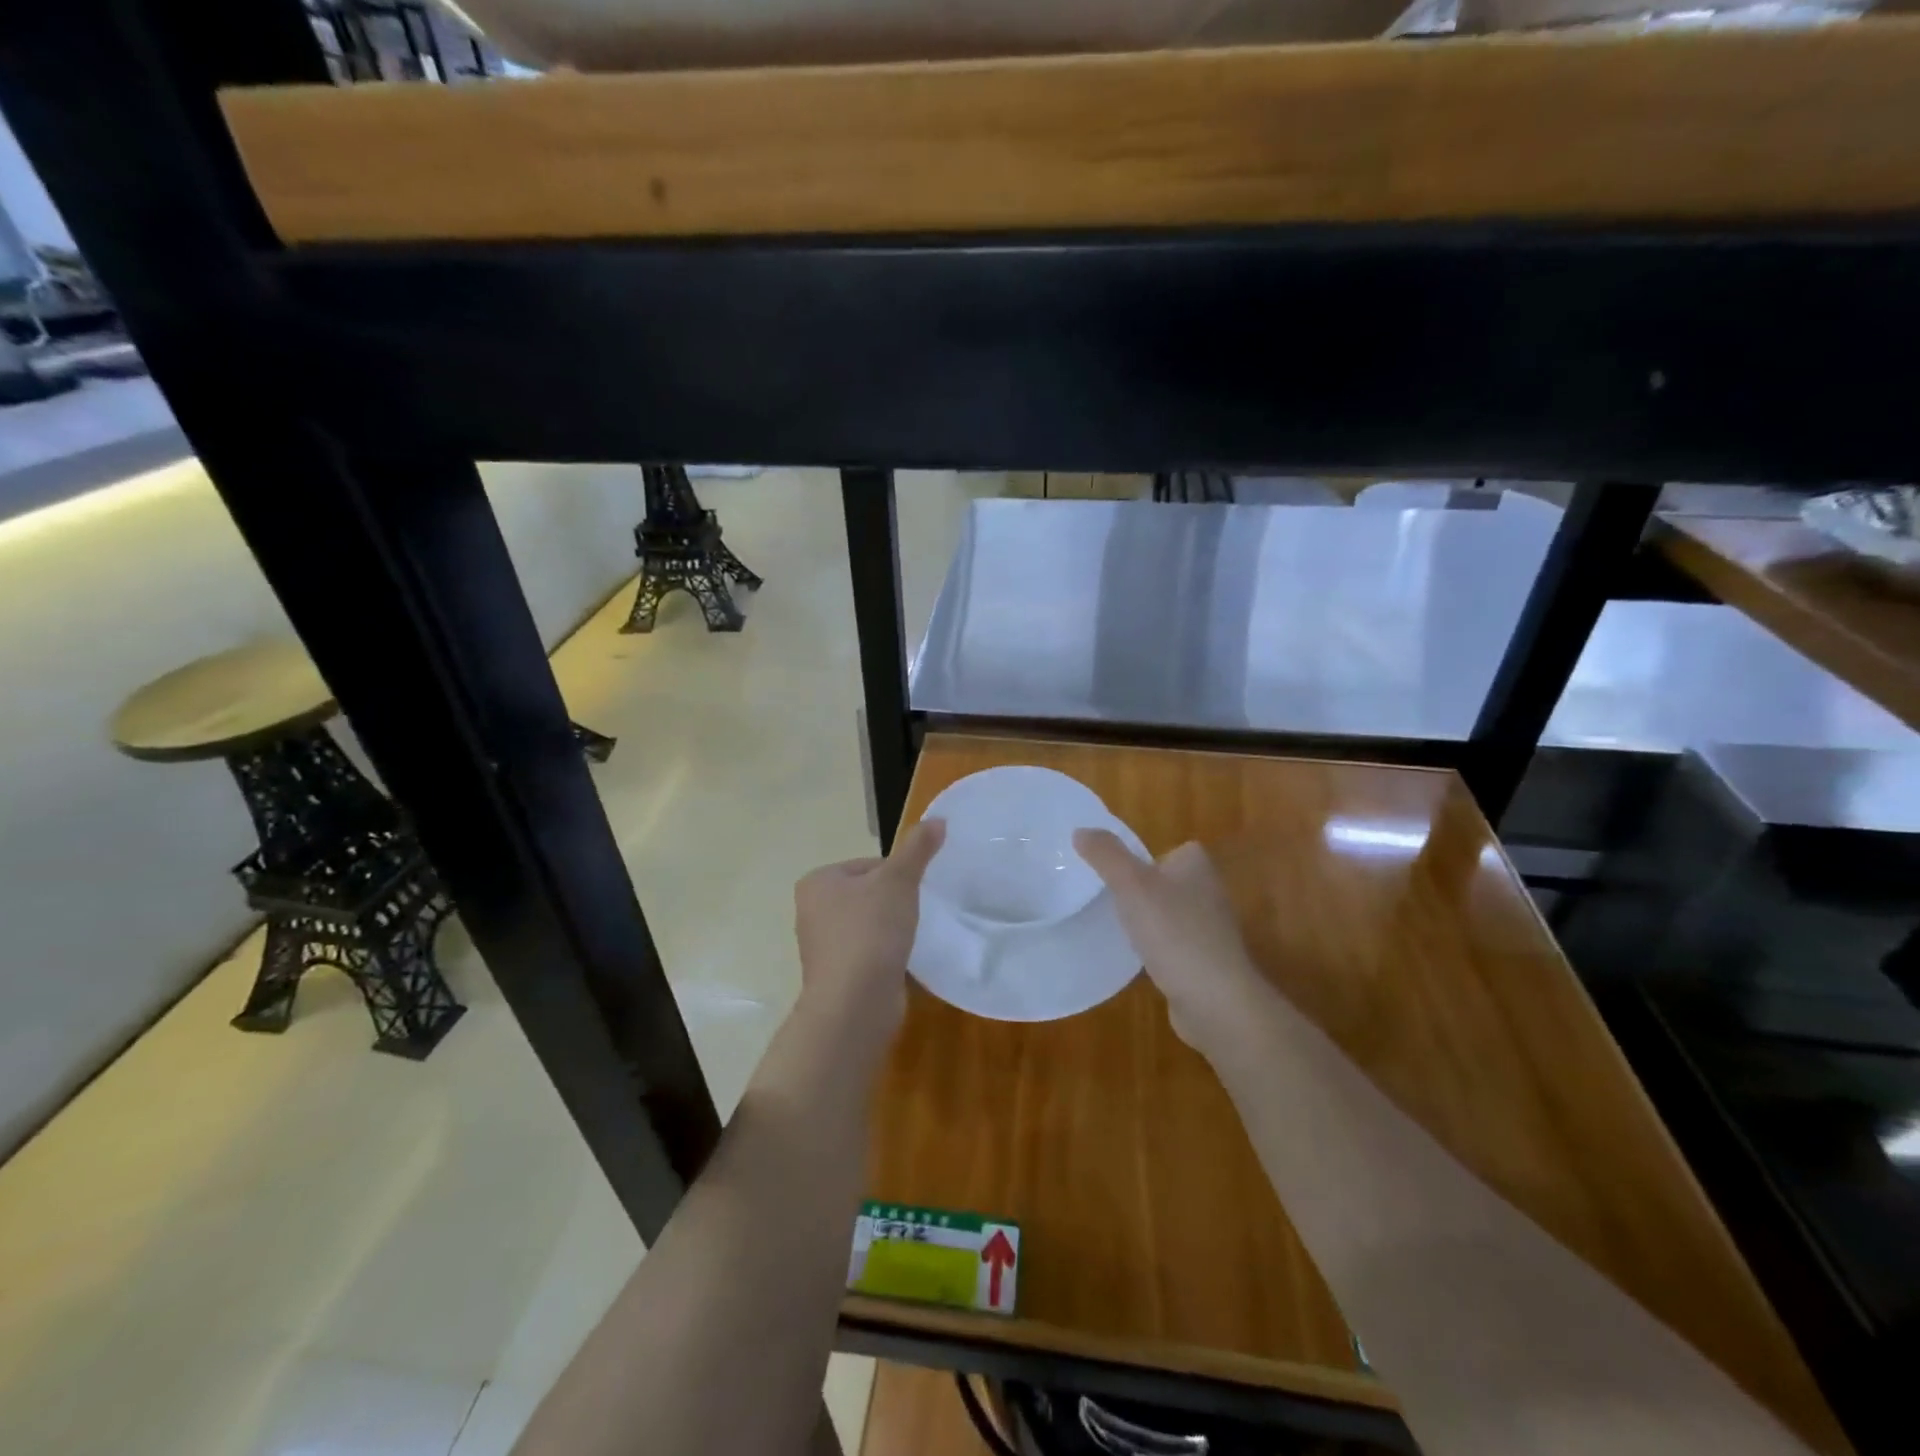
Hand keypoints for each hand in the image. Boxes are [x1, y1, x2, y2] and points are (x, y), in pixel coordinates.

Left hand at [792, 819, 945, 1053]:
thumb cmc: (871, 931)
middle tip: (916, 915)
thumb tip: (938, 819)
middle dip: (894, 903)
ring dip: (891, 931)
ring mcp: (823, 947)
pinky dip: (886, 956)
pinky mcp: (837, 976)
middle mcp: (812, 911)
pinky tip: (903, 962)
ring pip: (869, 925)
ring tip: (911, 939)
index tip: (914, 891)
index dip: (898, 875)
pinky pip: (868, 954)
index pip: (868, 865)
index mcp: (818, 881)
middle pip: (868, 894)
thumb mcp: (899, 880)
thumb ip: (918, 848)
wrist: (854, 1003)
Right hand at [1073, 831, 1271, 1055]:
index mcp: (1197, 867)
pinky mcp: (1204, 963)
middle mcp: (1208, 893)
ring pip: (1168, 915)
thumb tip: (1080, 830)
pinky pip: (1171, 947)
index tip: (1114, 870)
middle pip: (1167, 882)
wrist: (1216, 1001)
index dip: (1144, 857)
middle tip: (1105, 897)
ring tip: (1113, 928)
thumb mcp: (1132, 885)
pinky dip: (1155, 951)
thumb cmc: (1175, 933)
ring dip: (1146, 921)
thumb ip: (1106, 855)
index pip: (1172, 849)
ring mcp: (1209, 931)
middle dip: (1140, 890)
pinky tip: (1134, 961)